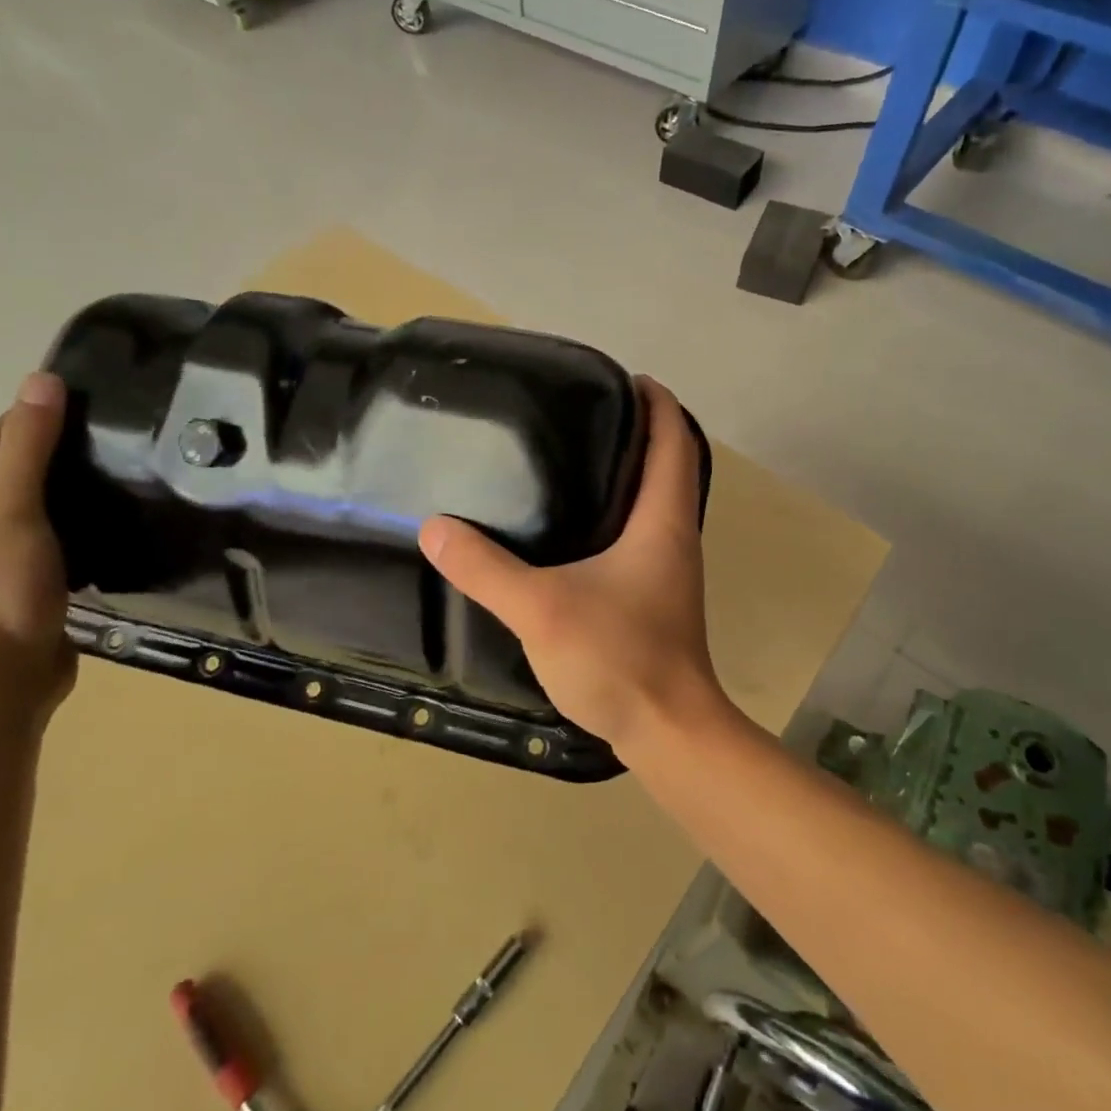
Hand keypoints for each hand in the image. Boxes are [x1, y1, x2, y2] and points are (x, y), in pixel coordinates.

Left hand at [0, 372, 75, 713]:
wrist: (6, 680)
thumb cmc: (0, 589)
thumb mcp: (12, 509)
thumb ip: (28, 447)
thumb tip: (42, 380)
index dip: (23, 421)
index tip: (76, 406)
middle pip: (4, 479)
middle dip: (47, 456)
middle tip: (105, 443)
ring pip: (27, 514)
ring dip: (62, 494)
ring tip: (112, 480)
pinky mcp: (19, 593)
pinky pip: (45, 546)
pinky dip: (71, 529)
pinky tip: (105, 529)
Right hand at [418, 377, 731, 757]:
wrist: (668, 732)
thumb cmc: (620, 659)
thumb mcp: (542, 608)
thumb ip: (486, 569)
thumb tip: (436, 528)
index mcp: (662, 521)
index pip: (674, 441)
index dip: (657, 403)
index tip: (624, 378)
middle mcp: (674, 536)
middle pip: (668, 464)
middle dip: (636, 431)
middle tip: (582, 413)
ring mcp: (669, 569)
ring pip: (654, 501)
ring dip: (626, 473)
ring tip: (571, 458)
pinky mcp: (655, 597)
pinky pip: (640, 535)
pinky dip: (617, 513)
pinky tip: (572, 528)